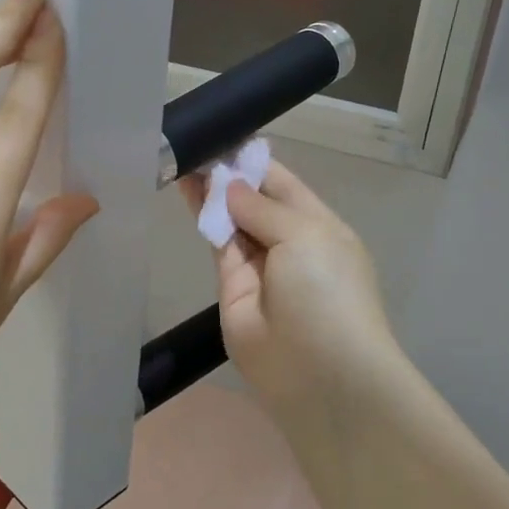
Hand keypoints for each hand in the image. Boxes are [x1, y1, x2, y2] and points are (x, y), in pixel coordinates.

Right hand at [181, 160, 401, 419]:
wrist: (317, 373)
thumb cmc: (327, 292)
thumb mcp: (306, 235)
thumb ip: (262, 207)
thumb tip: (228, 185)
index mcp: (320, 226)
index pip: (283, 184)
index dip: (254, 162)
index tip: (223, 136)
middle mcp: (290, 243)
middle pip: (254, 201)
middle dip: (228, 175)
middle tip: (194, 143)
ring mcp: (259, 266)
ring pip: (231, 220)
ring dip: (210, 192)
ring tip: (182, 158)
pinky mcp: (230, 287)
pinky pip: (217, 244)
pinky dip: (202, 218)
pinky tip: (185, 189)